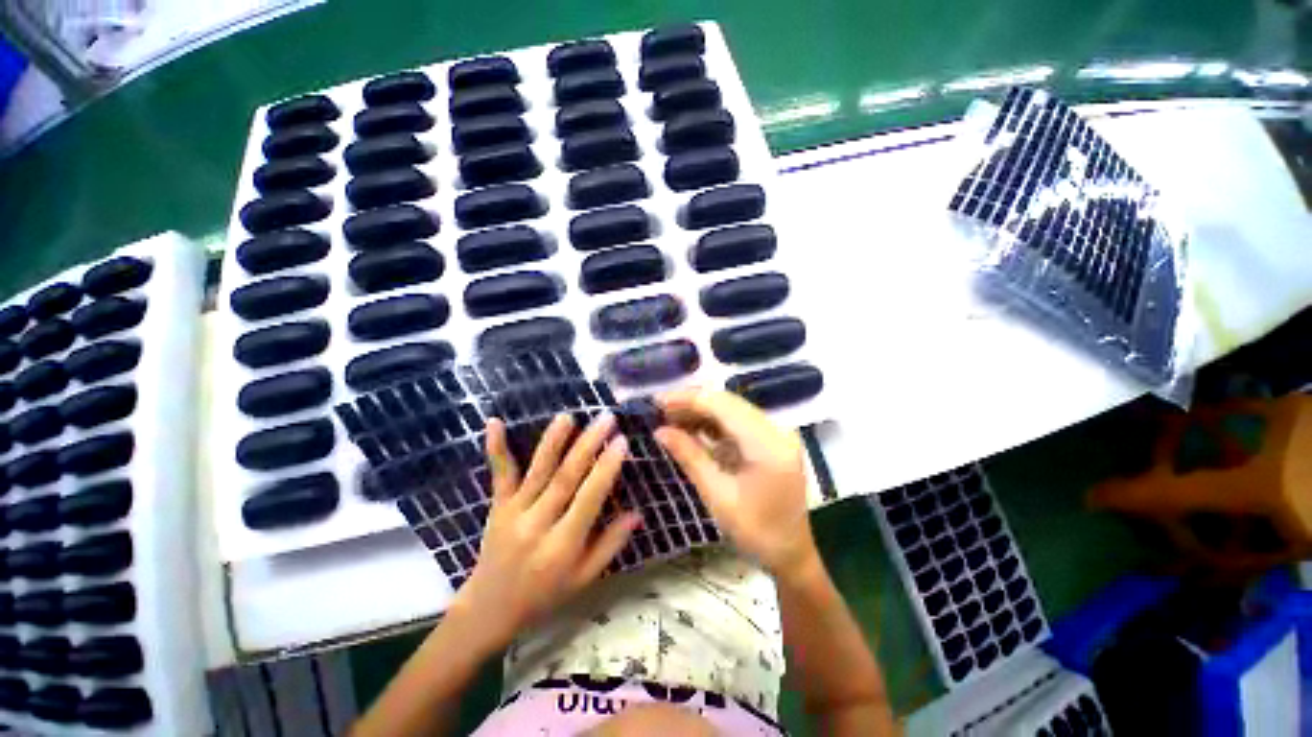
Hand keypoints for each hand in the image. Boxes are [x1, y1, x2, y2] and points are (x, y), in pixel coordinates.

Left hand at [452, 413, 641, 649]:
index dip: (606, 468)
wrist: (489, 610)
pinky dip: (497, 448)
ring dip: (553, 440)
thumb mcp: (584, 578)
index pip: (589, 499)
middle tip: (605, 418)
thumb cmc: (545, 595)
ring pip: (537, 471)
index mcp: (563, 545)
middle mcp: (538, 524)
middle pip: (565, 478)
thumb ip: (610, 544)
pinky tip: (495, 423)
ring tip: (568, 416)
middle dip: (587, 445)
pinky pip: (499, 475)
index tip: (621, 441)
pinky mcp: (497, 506)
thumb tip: (637, 513)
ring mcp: (514, 512)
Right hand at [654, 389, 818, 581]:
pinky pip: (737, 421)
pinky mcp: (770, 439)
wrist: (791, 552)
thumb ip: (690, 457)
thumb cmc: (756, 532)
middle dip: (692, 403)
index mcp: (768, 445)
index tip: (658, 401)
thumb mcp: (718, 496)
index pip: (724, 406)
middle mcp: (777, 430)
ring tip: (669, 418)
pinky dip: (712, 422)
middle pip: (728, 402)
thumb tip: (660, 431)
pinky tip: (691, 427)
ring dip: (700, 411)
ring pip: (731, 408)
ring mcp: (776, 433)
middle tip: (659, 410)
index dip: (689, 399)